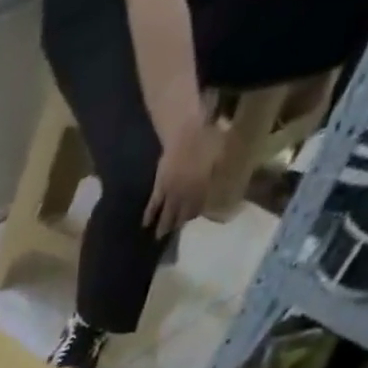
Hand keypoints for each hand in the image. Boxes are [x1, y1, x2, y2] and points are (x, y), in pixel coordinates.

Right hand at [145, 117, 225, 236]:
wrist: (187, 131)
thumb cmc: (208, 138)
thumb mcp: (222, 154)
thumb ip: (219, 171)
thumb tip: (222, 181)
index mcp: (201, 187)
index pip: (197, 208)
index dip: (194, 215)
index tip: (192, 220)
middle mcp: (185, 194)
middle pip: (180, 214)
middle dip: (177, 225)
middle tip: (174, 233)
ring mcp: (170, 191)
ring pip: (166, 213)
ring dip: (163, 225)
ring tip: (159, 236)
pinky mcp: (159, 186)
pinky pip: (153, 204)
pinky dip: (149, 214)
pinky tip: (145, 223)